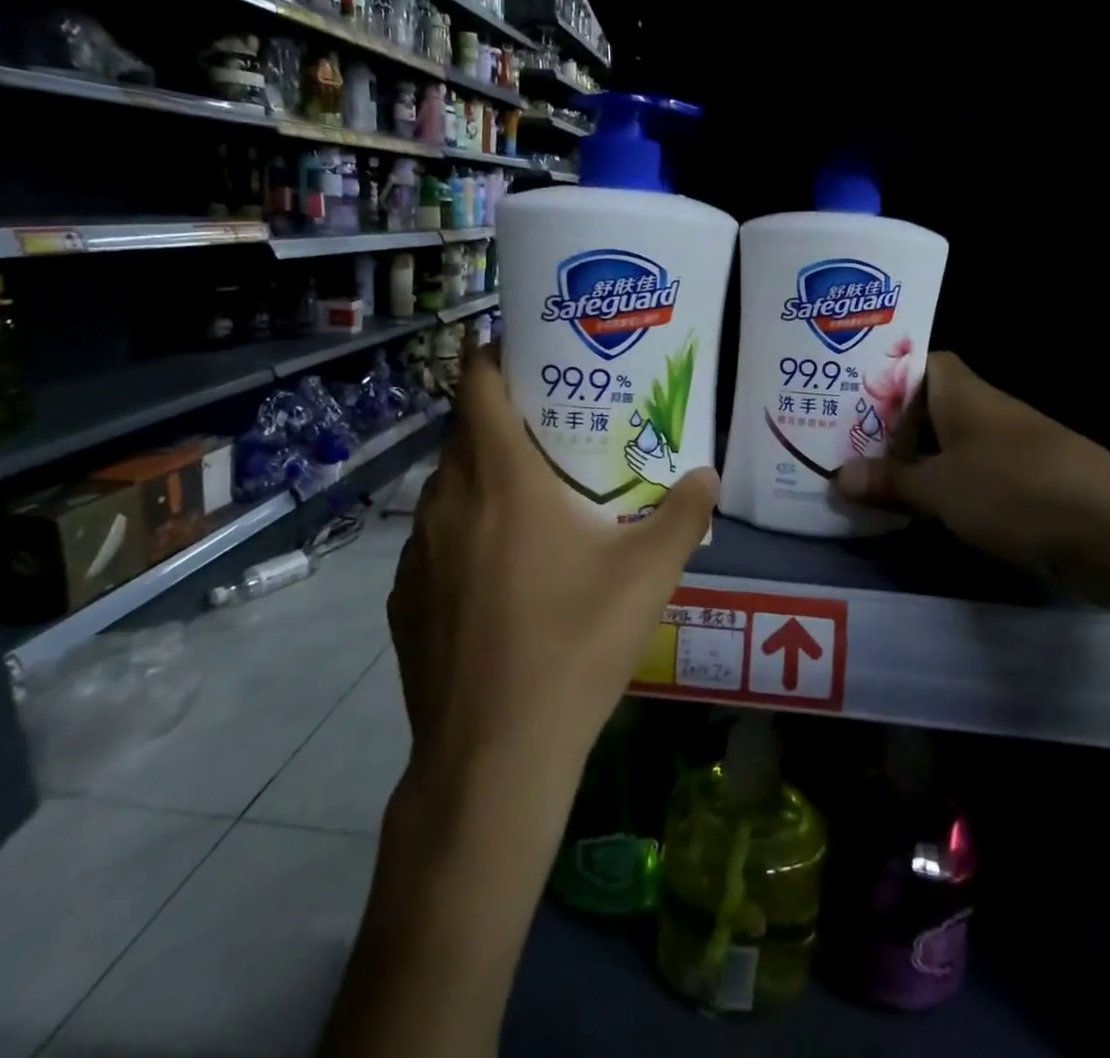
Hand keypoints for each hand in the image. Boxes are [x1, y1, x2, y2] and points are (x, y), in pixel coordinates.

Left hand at [389, 347, 716, 788]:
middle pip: (463, 433)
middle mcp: (447, 501)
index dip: (492, 355)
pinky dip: (463, 534)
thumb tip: (708, 475)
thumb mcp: (646, 577)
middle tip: (552, 427)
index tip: (526, 353)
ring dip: (482, 479)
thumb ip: (683, 515)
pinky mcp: (402, 598)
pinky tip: (499, 575)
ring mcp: (415, 552)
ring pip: (447, 488)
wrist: (494, 756)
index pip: (475, 383)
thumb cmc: (573, 645)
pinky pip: (433, 541)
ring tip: (530, 500)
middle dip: (502, 419)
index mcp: (500, 479)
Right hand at [834, 352, 1109, 575]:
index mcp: (963, 394)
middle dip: (887, 423)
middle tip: (839, 440)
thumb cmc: (1015, 490)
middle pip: (927, 407)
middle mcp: (985, 413)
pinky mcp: (1024, 487)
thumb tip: (839, 476)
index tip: (846, 392)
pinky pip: (969, 478)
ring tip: (865, 475)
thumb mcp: (940, 488)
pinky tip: (914, 509)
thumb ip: (889, 481)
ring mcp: (1008, 450)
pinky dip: (942, 488)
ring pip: (947, 445)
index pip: (919, 362)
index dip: (884, 372)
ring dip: (913, 460)